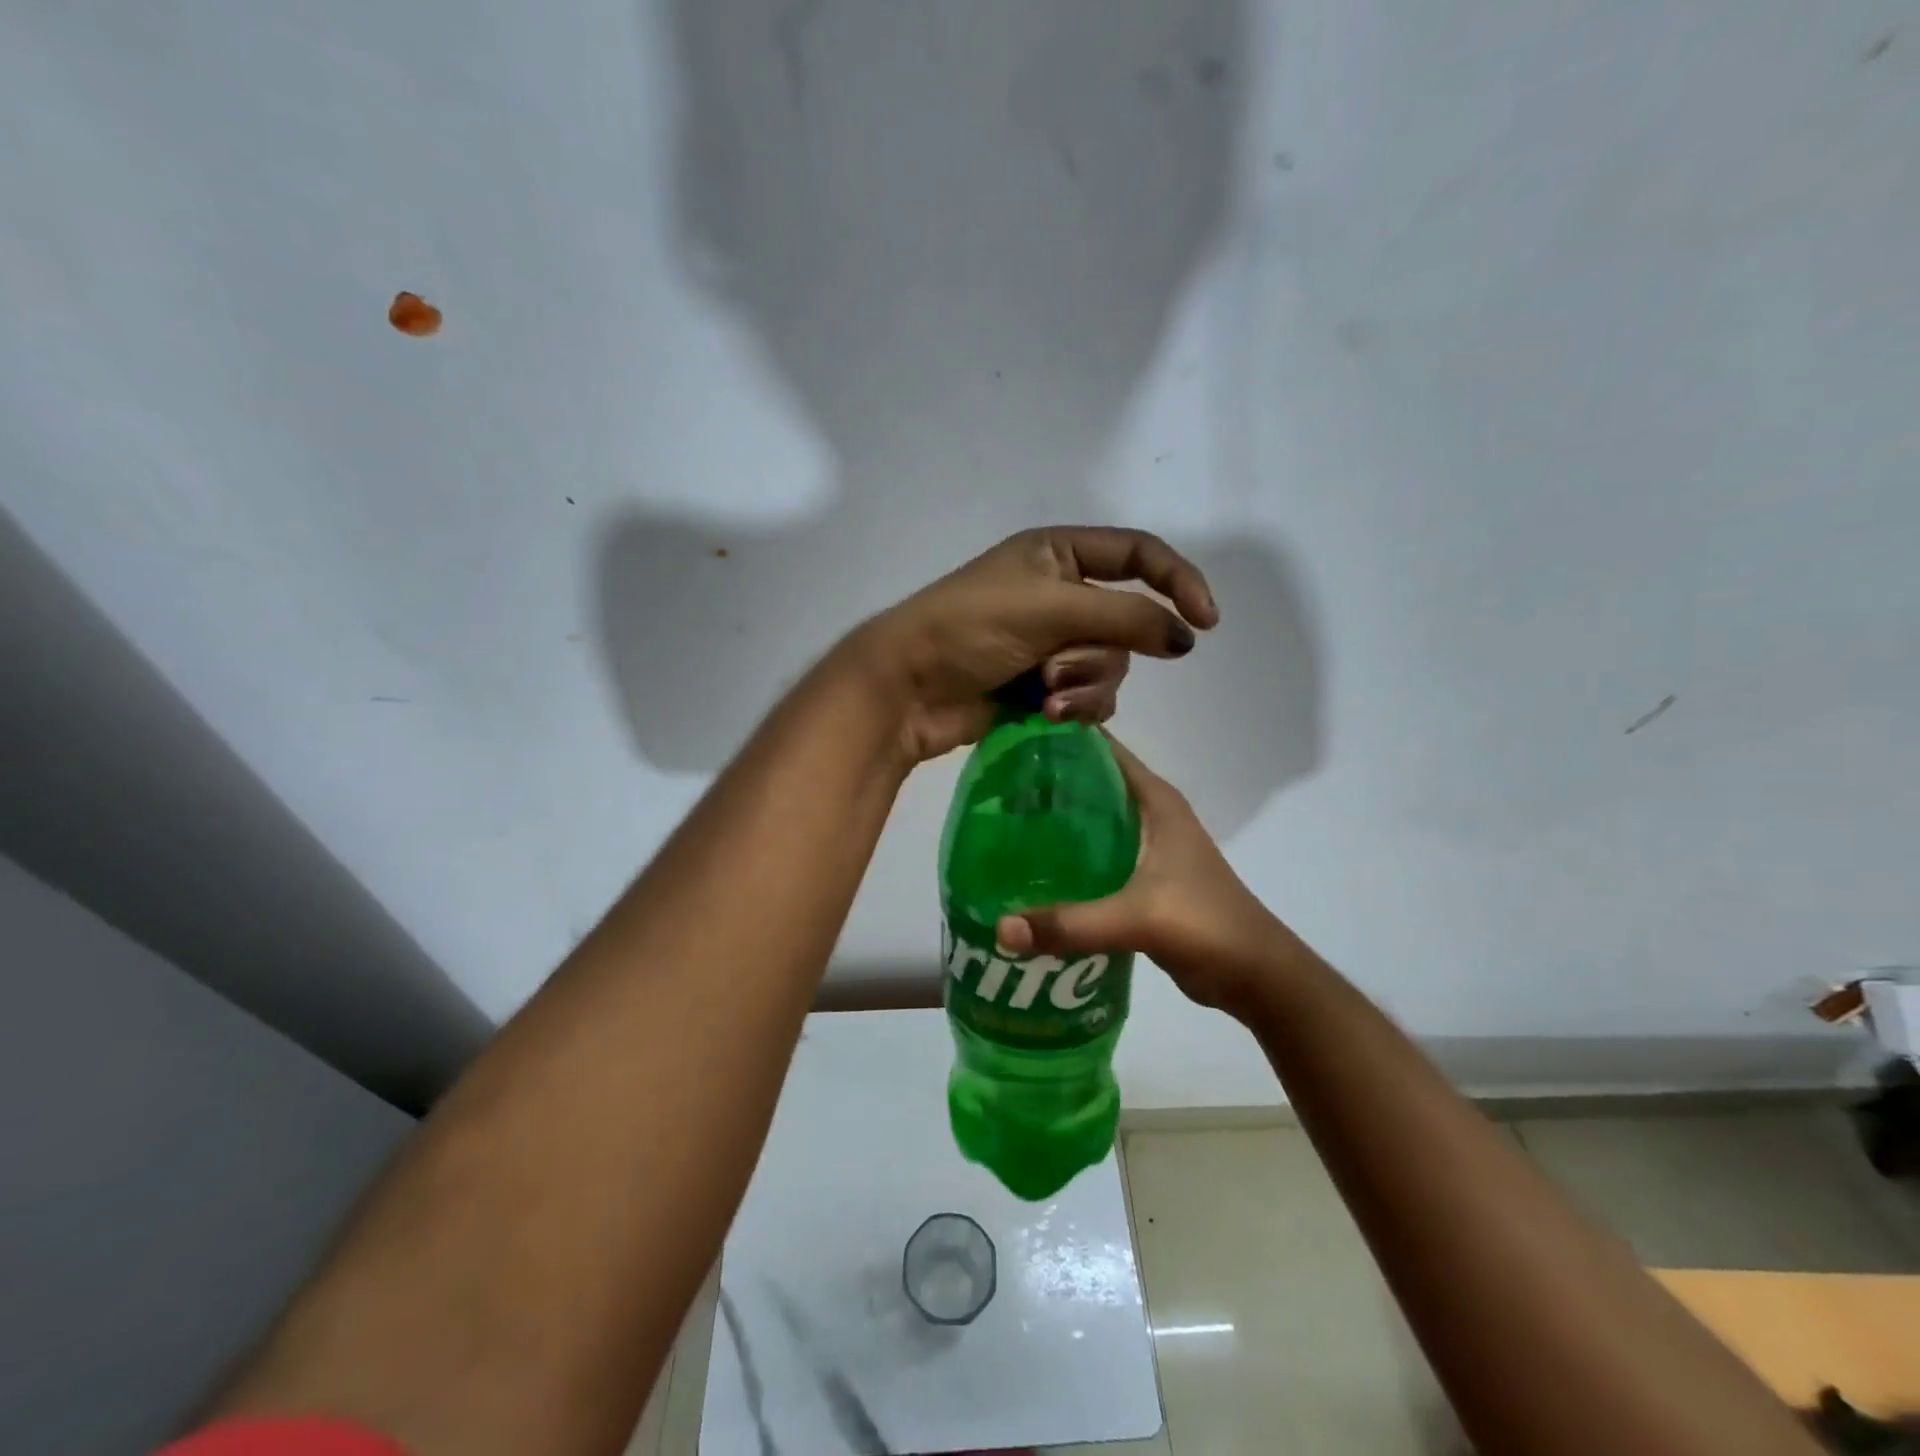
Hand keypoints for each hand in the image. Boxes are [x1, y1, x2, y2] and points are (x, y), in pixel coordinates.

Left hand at [852, 526, 1218, 761]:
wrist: (908, 688)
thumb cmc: (970, 628)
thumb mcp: (1050, 609)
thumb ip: (1125, 618)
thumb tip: (1187, 637)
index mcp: (1059, 555)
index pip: (1138, 556)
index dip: (1177, 581)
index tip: (1205, 622)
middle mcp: (1061, 595)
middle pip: (1126, 624)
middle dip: (1097, 654)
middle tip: (1055, 669)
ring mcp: (1052, 644)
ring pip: (1110, 666)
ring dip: (1084, 685)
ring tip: (1044, 696)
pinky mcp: (1044, 687)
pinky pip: (1090, 697)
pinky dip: (1076, 708)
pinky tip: (1046, 715)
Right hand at [992, 736, 1296, 1011]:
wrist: (1256, 975)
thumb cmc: (1206, 926)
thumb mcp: (1138, 918)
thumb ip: (1071, 923)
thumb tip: (1000, 928)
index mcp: (1155, 800)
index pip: (1100, 749)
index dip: (1058, 738)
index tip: (1009, 738)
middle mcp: (1149, 814)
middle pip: (1088, 783)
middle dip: (1043, 783)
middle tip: (991, 788)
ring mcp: (1147, 847)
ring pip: (1090, 820)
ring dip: (1053, 821)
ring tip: (1000, 824)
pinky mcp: (1142, 878)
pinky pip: (1094, 854)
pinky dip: (1066, 856)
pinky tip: (1031, 870)